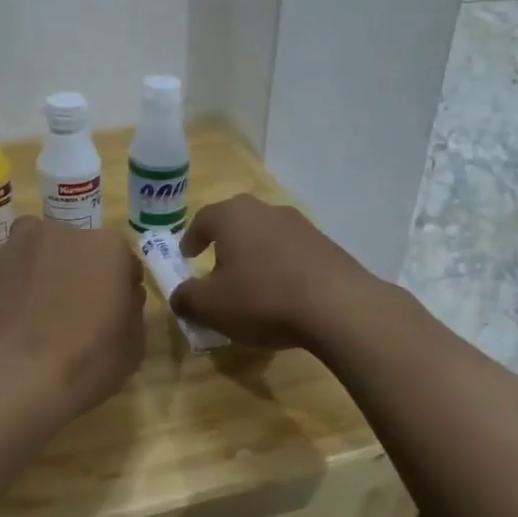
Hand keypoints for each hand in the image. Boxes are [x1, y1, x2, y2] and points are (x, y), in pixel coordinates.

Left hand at [0, 217, 146, 419]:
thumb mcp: (133, 347)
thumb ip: (131, 310)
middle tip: (70, 310)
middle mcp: (65, 232)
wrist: (13, 380)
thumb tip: (123, 296)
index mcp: (110, 249)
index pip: (124, 262)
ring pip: (32, 239)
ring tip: (29, 295)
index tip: (112, 312)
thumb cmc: (84, 365)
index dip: (119, 287)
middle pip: (77, 247)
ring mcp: (18, 242)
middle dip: (77, 270)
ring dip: (35, 259)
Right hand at [166, 195, 379, 349]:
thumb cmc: (261, 298)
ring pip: (266, 236)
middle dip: (224, 243)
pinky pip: (292, 253)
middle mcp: (266, 210)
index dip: (190, 238)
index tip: (186, 256)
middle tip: (216, 267)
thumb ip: (186, 298)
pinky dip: (281, 267)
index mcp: (232, 215)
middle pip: (237, 222)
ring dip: (255, 256)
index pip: (202, 219)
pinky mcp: (326, 245)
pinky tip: (282, 294)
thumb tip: (180, 296)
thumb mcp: (210, 306)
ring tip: (250, 284)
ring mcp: (301, 225)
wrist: (337, 306)